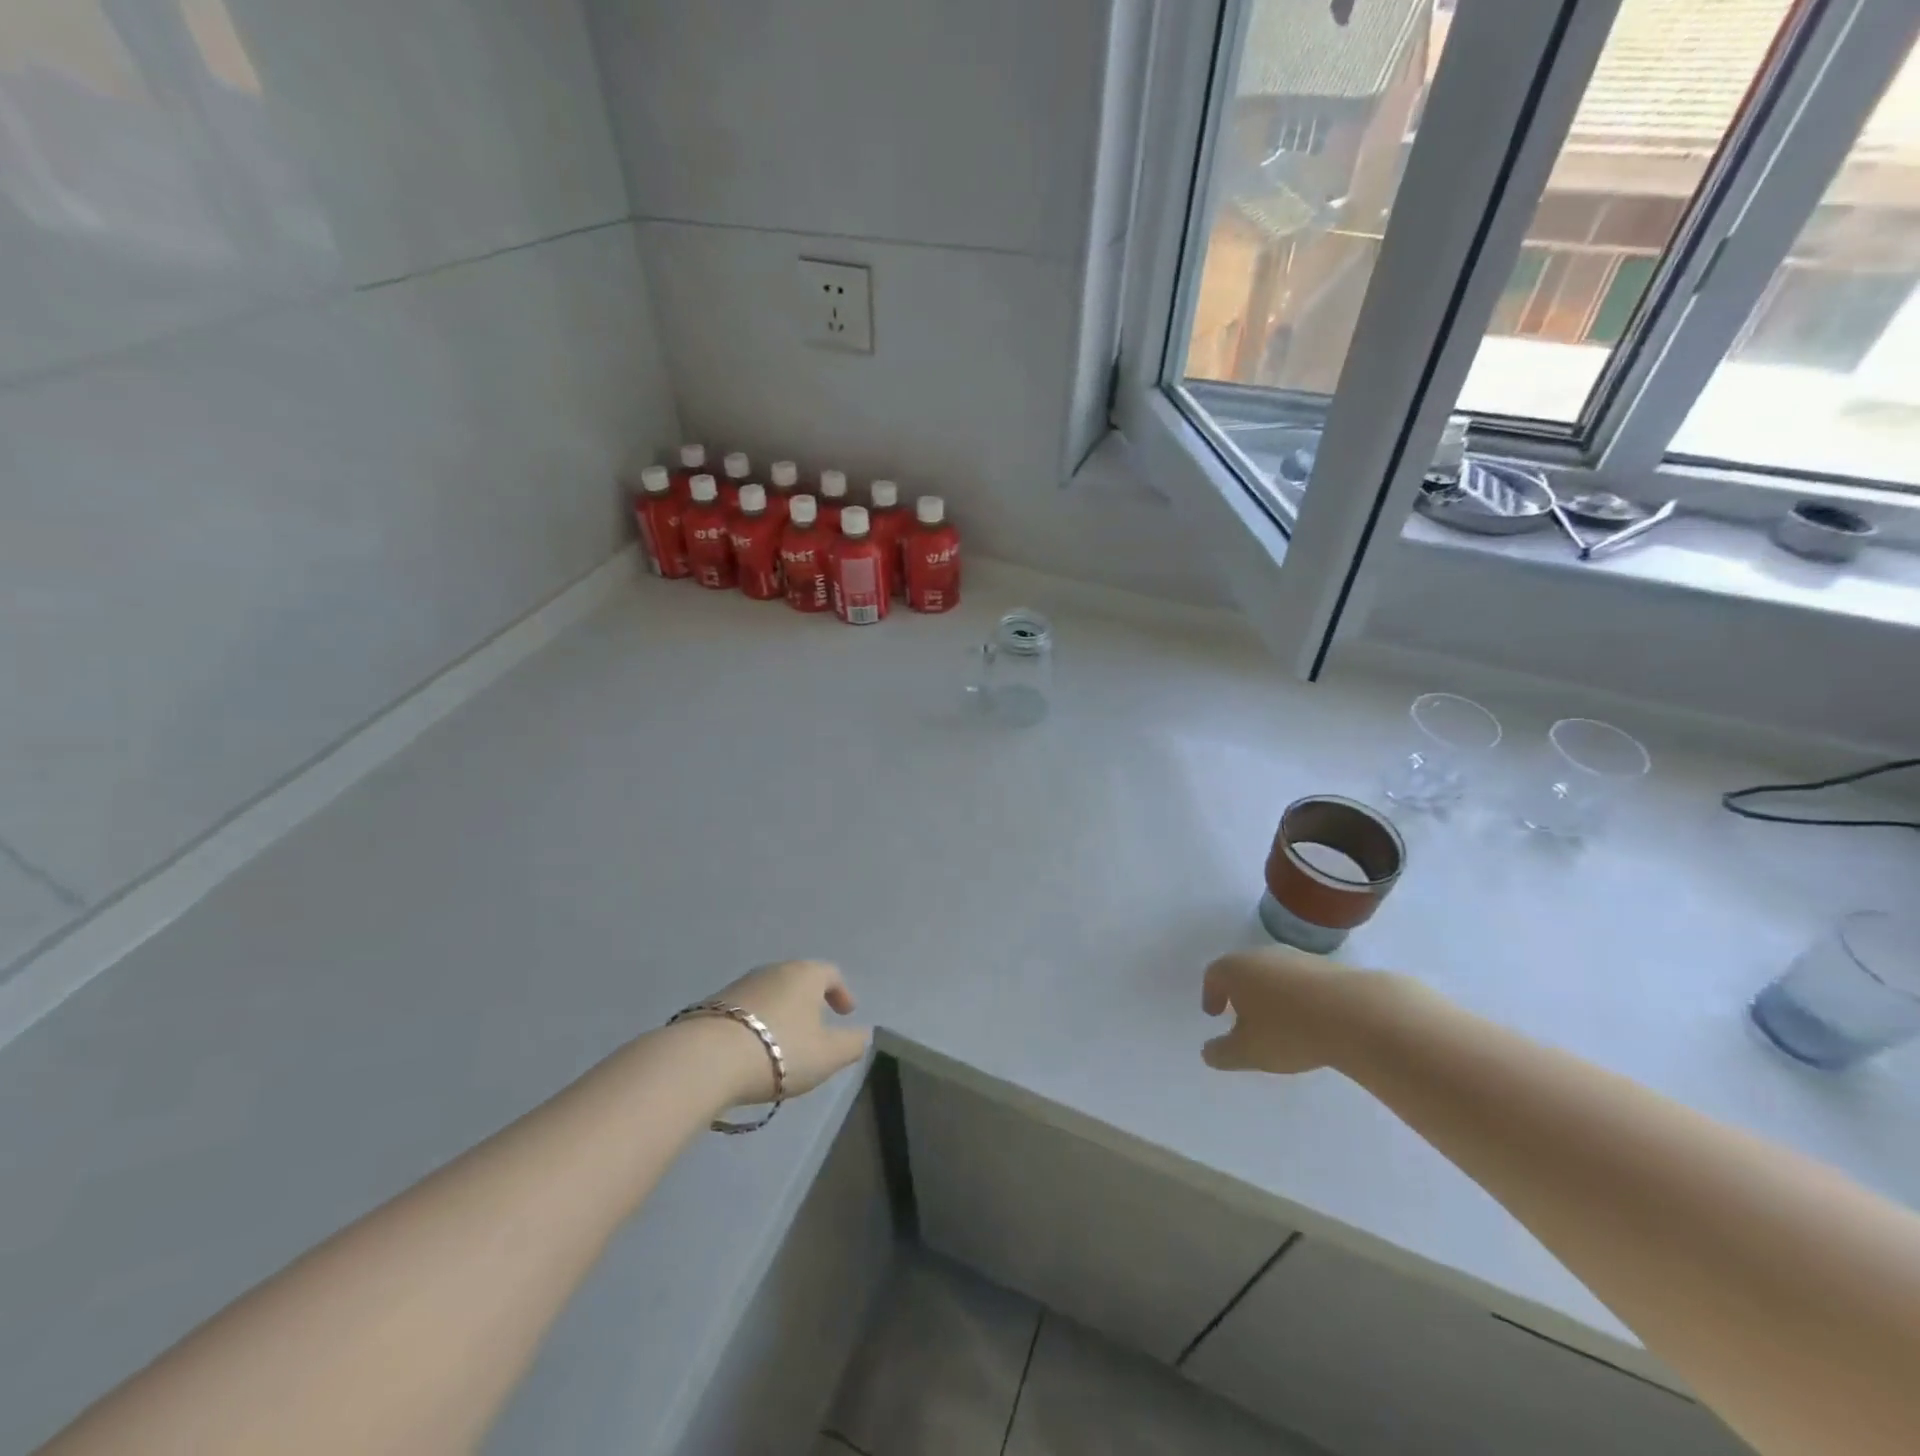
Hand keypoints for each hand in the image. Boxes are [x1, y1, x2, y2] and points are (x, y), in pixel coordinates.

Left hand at [700, 960, 870, 1105]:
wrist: (706, 1059)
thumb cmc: (779, 1051)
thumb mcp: (827, 1055)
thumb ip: (851, 1044)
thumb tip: (863, 1034)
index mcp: (804, 975)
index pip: (830, 973)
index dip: (842, 993)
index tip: (845, 1013)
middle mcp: (773, 970)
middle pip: (798, 980)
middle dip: (809, 1001)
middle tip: (816, 1027)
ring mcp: (740, 985)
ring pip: (770, 993)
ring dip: (781, 1013)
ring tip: (782, 1042)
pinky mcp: (712, 1004)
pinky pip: (745, 1009)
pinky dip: (755, 1023)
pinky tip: (752, 1049)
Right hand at [1201, 946, 1399, 1074]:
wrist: (1355, 1015)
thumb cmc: (1288, 1032)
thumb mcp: (1248, 1052)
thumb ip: (1222, 1053)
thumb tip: (1208, 1052)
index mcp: (1235, 969)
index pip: (1213, 975)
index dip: (1210, 995)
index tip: (1214, 1014)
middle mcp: (1261, 955)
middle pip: (1243, 970)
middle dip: (1239, 993)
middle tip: (1242, 1016)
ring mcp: (1295, 958)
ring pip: (1273, 973)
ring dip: (1269, 994)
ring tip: (1278, 1021)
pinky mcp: (1325, 966)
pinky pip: (1300, 980)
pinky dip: (1296, 996)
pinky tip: (1308, 1019)